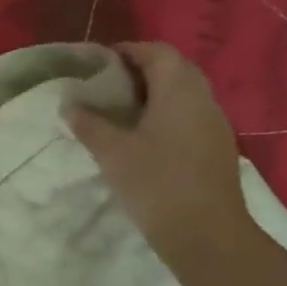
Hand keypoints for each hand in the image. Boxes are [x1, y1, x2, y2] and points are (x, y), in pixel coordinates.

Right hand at [63, 42, 252, 268]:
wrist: (206, 234)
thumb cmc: (156, 183)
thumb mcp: (112, 152)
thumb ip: (89, 124)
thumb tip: (69, 105)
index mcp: (180, 92)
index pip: (158, 53)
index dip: (129, 51)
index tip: (100, 62)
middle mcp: (203, 101)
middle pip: (175, 70)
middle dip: (142, 70)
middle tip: (108, 85)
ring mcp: (215, 126)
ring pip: (185, 95)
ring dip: (155, 94)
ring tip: (121, 111)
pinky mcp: (216, 149)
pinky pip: (190, 117)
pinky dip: (167, 115)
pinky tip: (144, 137)